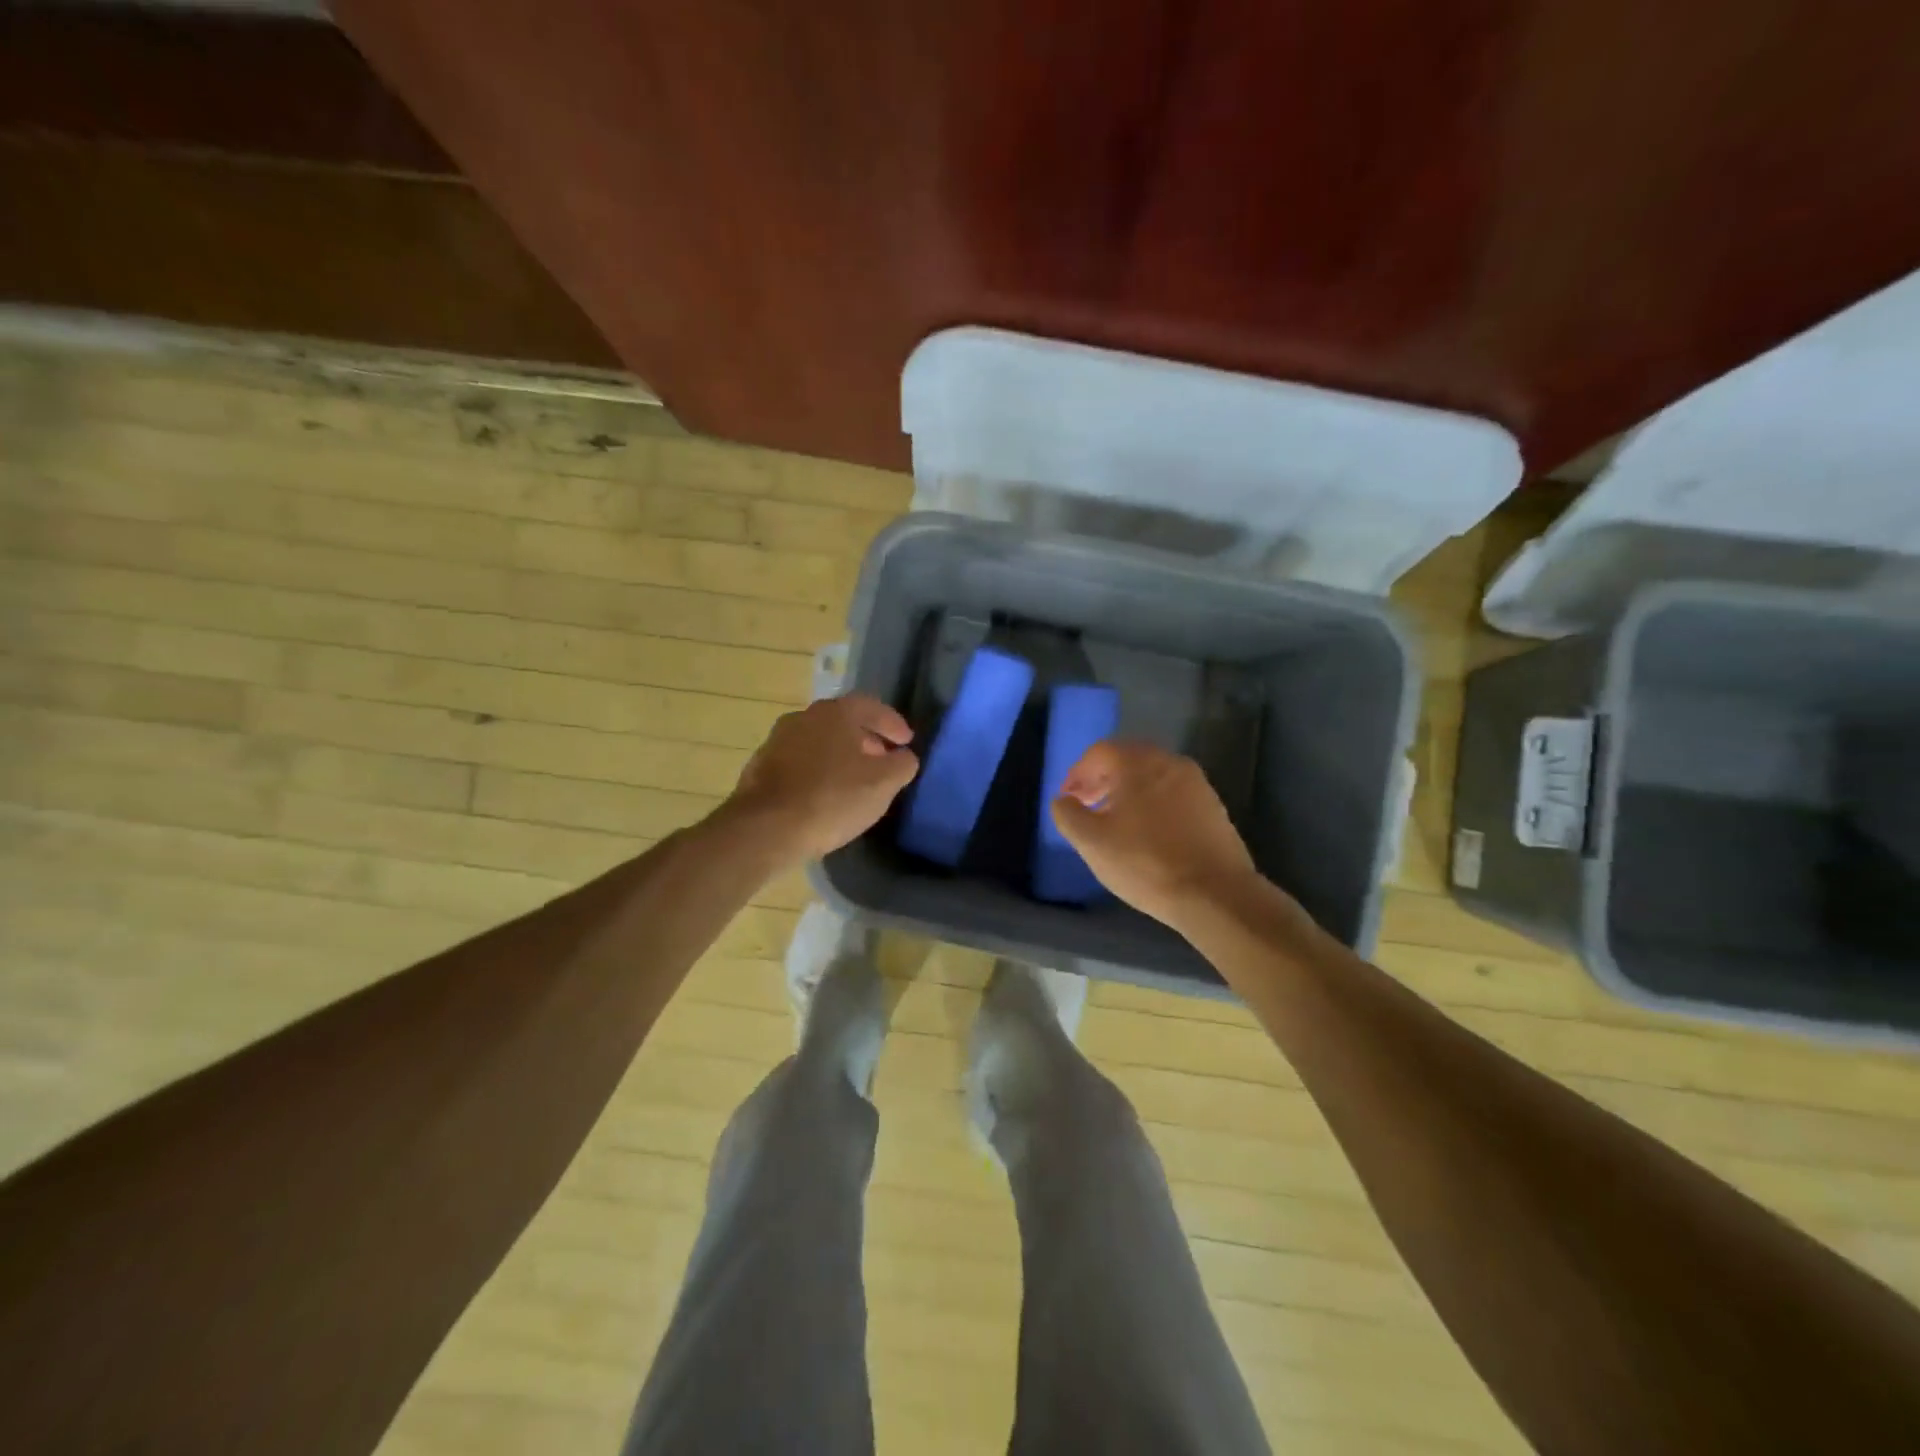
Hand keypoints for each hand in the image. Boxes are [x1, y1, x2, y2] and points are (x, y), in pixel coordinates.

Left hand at [724, 694, 919, 863]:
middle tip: (883, 759)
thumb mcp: (883, 784)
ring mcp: (778, 741)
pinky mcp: (760, 767)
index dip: (893, 724)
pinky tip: (824, 794)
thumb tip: (904, 756)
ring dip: (840, 755)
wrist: (766, 828)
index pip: (872, 706)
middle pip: (843, 722)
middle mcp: (804, 717)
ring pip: (819, 741)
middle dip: (867, 738)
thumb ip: (902, 764)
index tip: (906, 741)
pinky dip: (817, 770)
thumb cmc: (832, 799)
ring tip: (855, 779)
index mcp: (835, 713)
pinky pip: (800, 762)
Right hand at [1051, 740, 1264, 928]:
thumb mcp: (1092, 842)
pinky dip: (1153, 804)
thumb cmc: (1145, 863)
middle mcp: (1169, 762)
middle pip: (1128, 760)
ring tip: (1115, 822)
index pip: (1099, 752)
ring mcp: (1196, 784)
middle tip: (1087, 806)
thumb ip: (1068, 815)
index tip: (1068, 798)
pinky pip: (1173, 794)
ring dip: (1128, 792)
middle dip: (1102, 780)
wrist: (1215, 894)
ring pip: (1152, 777)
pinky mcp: (1213, 807)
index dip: (1078, 773)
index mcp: (1138, 763)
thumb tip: (1062, 800)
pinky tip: (1147, 833)